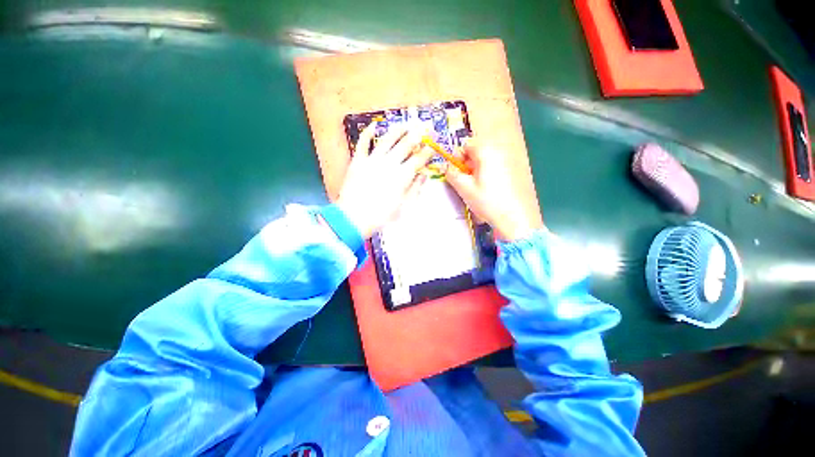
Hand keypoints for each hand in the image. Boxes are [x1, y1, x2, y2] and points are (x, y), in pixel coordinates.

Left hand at [337, 124, 433, 238]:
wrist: (353, 218)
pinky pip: (363, 143)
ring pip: (387, 139)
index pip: (418, 159)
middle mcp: (389, 163)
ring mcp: (373, 160)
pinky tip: (374, 125)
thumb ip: (415, 188)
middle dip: (417, 134)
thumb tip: (423, 175)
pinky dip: (368, 133)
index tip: (432, 145)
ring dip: (398, 130)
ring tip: (405, 124)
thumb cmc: (381, 216)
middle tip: (424, 126)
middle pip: (406, 145)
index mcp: (402, 176)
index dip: (427, 151)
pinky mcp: (358, 161)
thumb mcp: (403, 206)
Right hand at [445, 141, 535, 241]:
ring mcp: (507, 163)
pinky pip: (492, 168)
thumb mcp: (464, 188)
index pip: (467, 144)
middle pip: (476, 152)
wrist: (513, 218)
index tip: (454, 170)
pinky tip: (484, 190)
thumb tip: (444, 167)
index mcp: (486, 153)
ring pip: (484, 161)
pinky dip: (484, 175)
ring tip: (472, 187)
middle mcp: (498, 154)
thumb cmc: (487, 201)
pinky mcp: (511, 173)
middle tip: (462, 180)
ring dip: (474, 170)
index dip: (457, 156)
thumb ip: (452, 175)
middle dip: (466, 164)